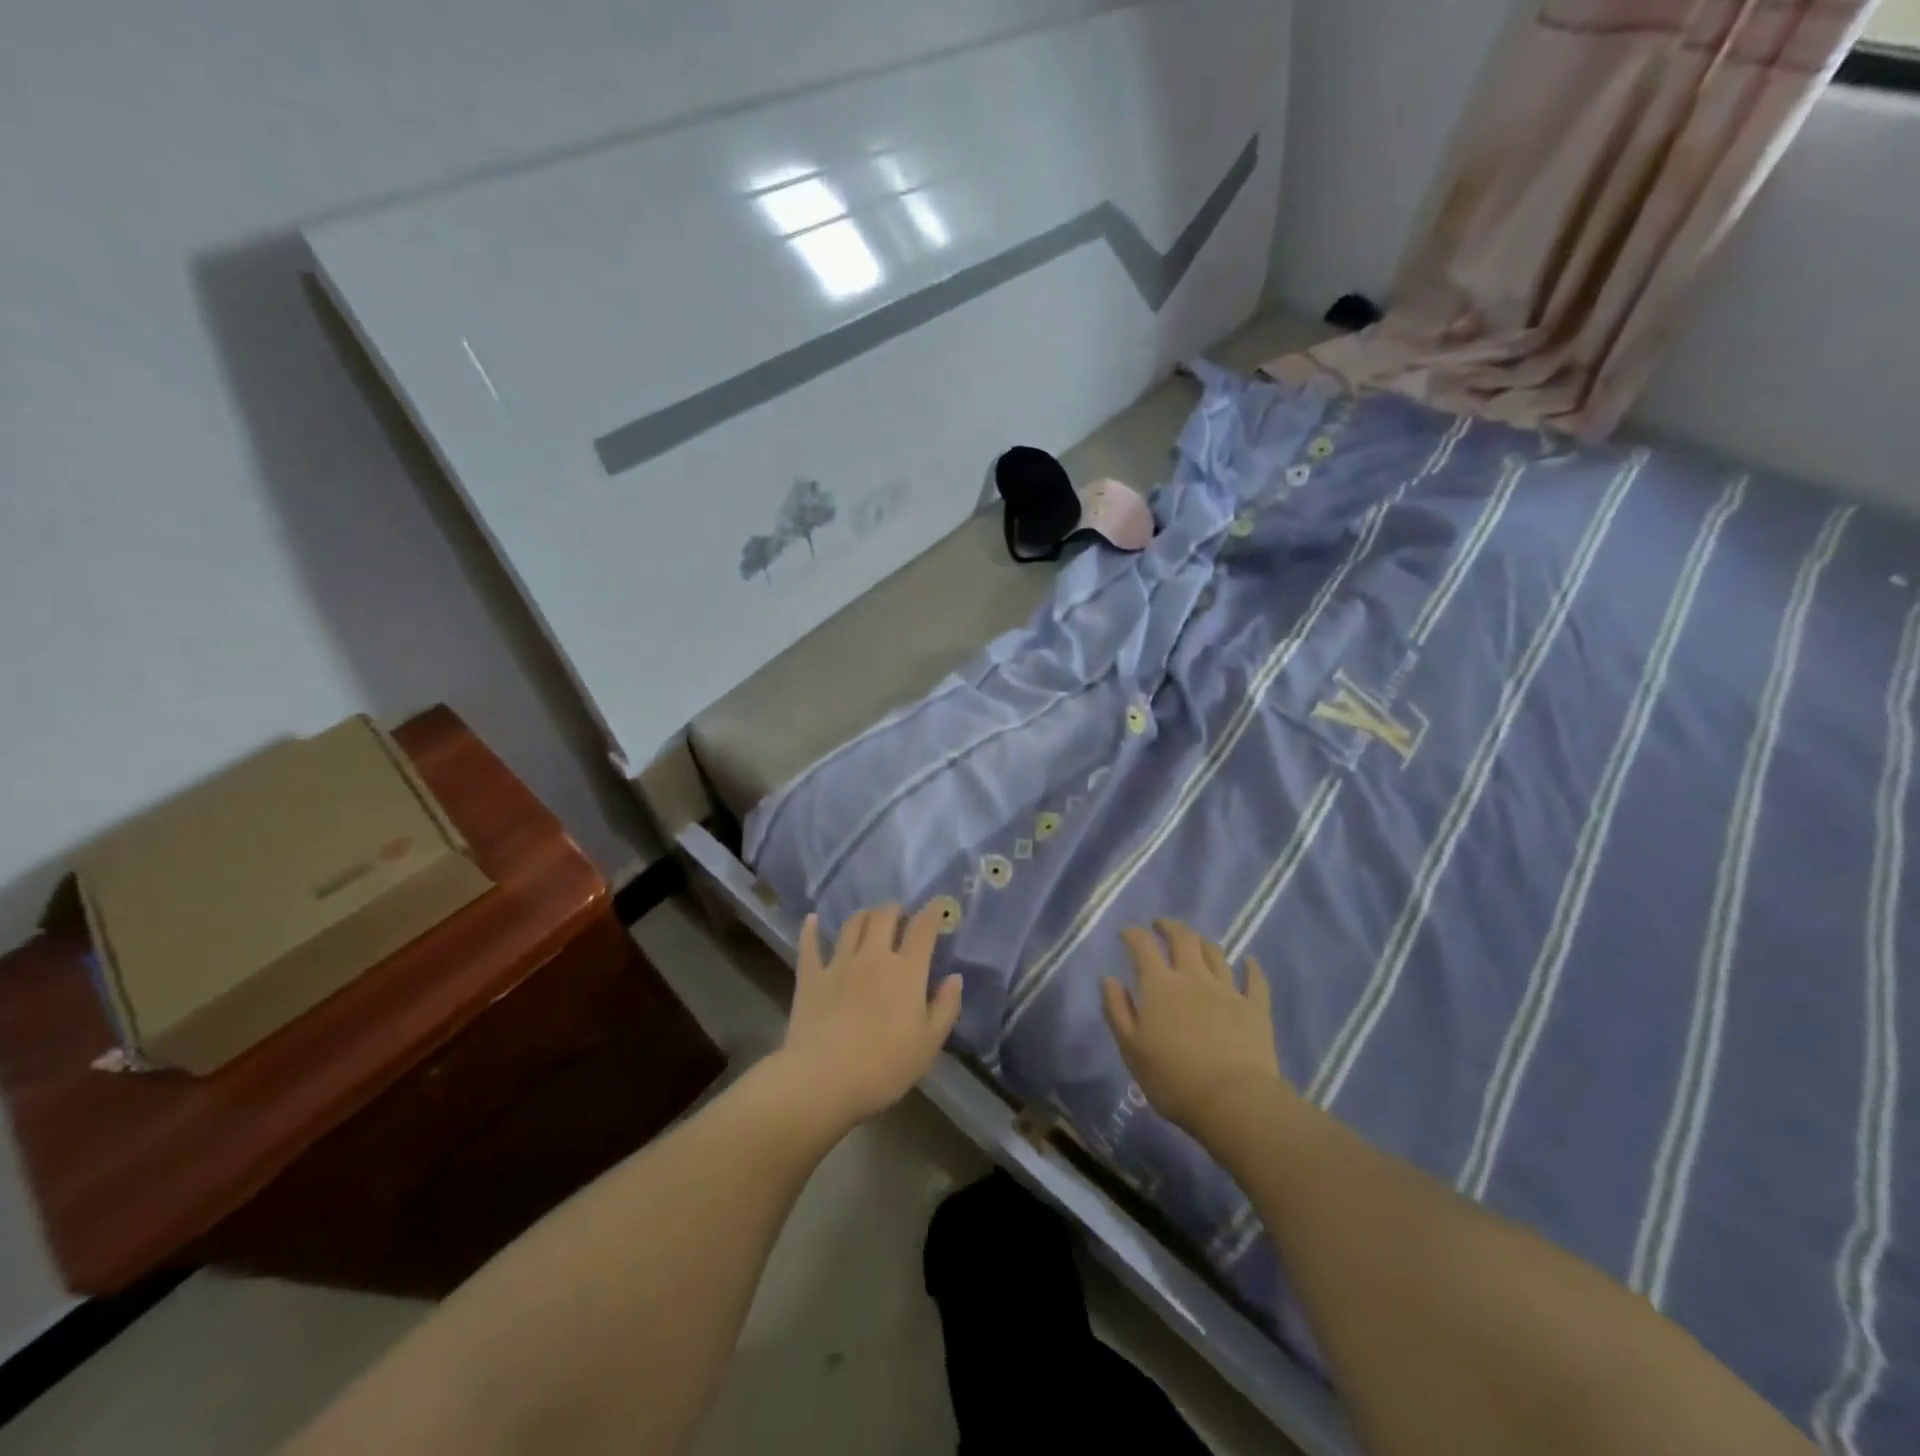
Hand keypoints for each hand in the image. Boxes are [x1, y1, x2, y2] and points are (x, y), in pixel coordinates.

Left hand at [775, 903, 963, 1134]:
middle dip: (895, 909)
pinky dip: (811, 929)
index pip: (923, 929)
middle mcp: (873, 956)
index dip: (932, 912)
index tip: (937, 904)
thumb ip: (946, 1007)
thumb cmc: (884, 1067)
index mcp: (906, 971)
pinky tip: (812, 920)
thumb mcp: (928, 1045)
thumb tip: (955, 977)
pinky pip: (810, 945)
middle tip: (900, 914)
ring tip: (869, 918)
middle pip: (884, 916)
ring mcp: (838, 963)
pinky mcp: (810, 976)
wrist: (823, 1080)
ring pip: (852, 924)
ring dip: (864, 915)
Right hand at [1101, 920, 1289, 1138]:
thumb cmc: (1173, 1079)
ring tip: (1195, 941)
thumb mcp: (1131, 1048)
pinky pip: (1255, 981)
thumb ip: (1117, 1010)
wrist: (1234, 1102)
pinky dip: (1252, 968)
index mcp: (1160, 986)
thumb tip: (1109, 979)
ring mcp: (1227, 990)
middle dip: (1169, 927)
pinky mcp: (1255, 1009)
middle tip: (1161, 925)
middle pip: (1183, 939)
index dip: (1133, 934)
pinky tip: (1249, 962)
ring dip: (1202, 942)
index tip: (1127, 932)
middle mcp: (1193, 978)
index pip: (1142, 946)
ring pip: (1215, 954)